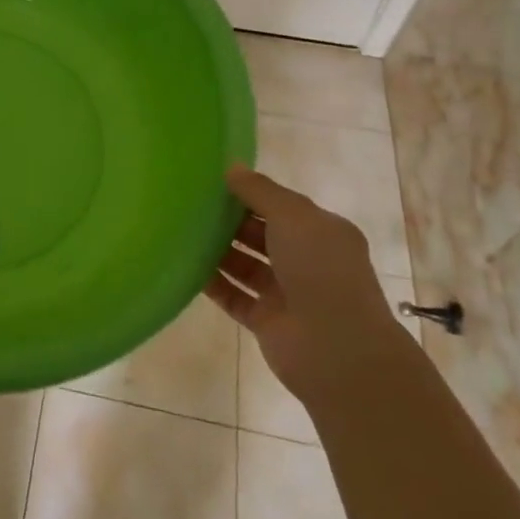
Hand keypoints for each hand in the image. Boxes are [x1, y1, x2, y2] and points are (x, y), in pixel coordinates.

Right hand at [205, 166, 402, 399]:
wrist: (337, 350)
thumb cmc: (320, 270)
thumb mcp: (293, 216)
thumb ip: (260, 191)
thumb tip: (231, 168)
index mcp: (322, 233)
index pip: (282, 207)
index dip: (251, 193)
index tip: (214, 182)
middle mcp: (307, 262)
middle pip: (261, 234)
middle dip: (230, 220)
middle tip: (190, 204)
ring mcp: (286, 293)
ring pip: (245, 264)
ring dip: (218, 250)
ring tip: (182, 230)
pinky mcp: (266, 321)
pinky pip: (233, 295)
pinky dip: (212, 282)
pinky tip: (185, 266)